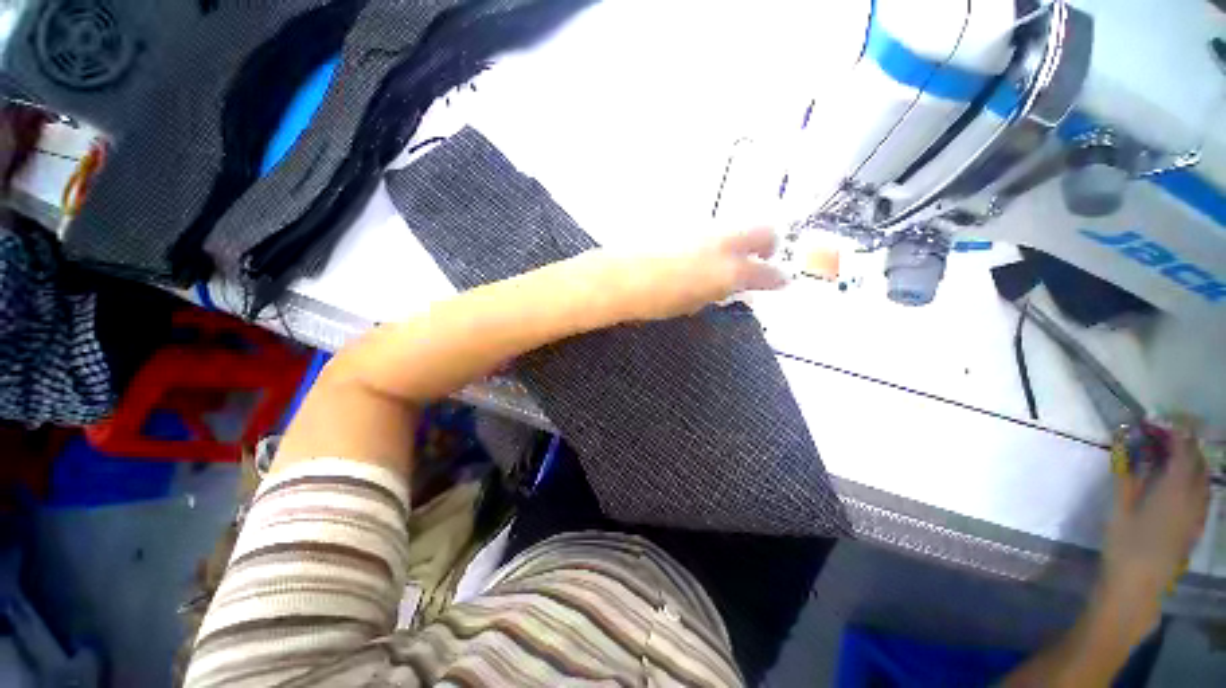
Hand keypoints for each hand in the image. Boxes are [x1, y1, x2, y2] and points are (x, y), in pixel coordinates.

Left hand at [580, 226, 788, 321]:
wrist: (617, 278)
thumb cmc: (654, 302)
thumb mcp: (693, 304)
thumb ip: (719, 293)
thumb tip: (733, 289)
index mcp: (728, 271)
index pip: (767, 272)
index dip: (778, 278)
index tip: (783, 281)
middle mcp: (722, 242)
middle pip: (764, 230)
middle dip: (770, 243)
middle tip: (764, 257)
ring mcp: (703, 227)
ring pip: (735, 226)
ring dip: (739, 240)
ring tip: (725, 259)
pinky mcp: (684, 221)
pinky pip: (710, 227)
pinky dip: (714, 239)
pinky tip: (697, 253)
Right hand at [1100, 421, 1210, 627]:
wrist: (1138, 586)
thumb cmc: (1123, 545)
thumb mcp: (1119, 510)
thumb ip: (1127, 477)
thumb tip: (1128, 448)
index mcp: (1172, 490)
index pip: (1182, 452)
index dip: (1175, 434)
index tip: (1162, 421)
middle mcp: (1192, 498)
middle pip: (1197, 464)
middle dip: (1186, 446)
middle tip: (1169, 435)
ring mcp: (1197, 514)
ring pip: (1204, 480)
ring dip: (1194, 463)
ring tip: (1178, 455)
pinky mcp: (1196, 526)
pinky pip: (1203, 495)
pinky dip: (1197, 481)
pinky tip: (1186, 485)